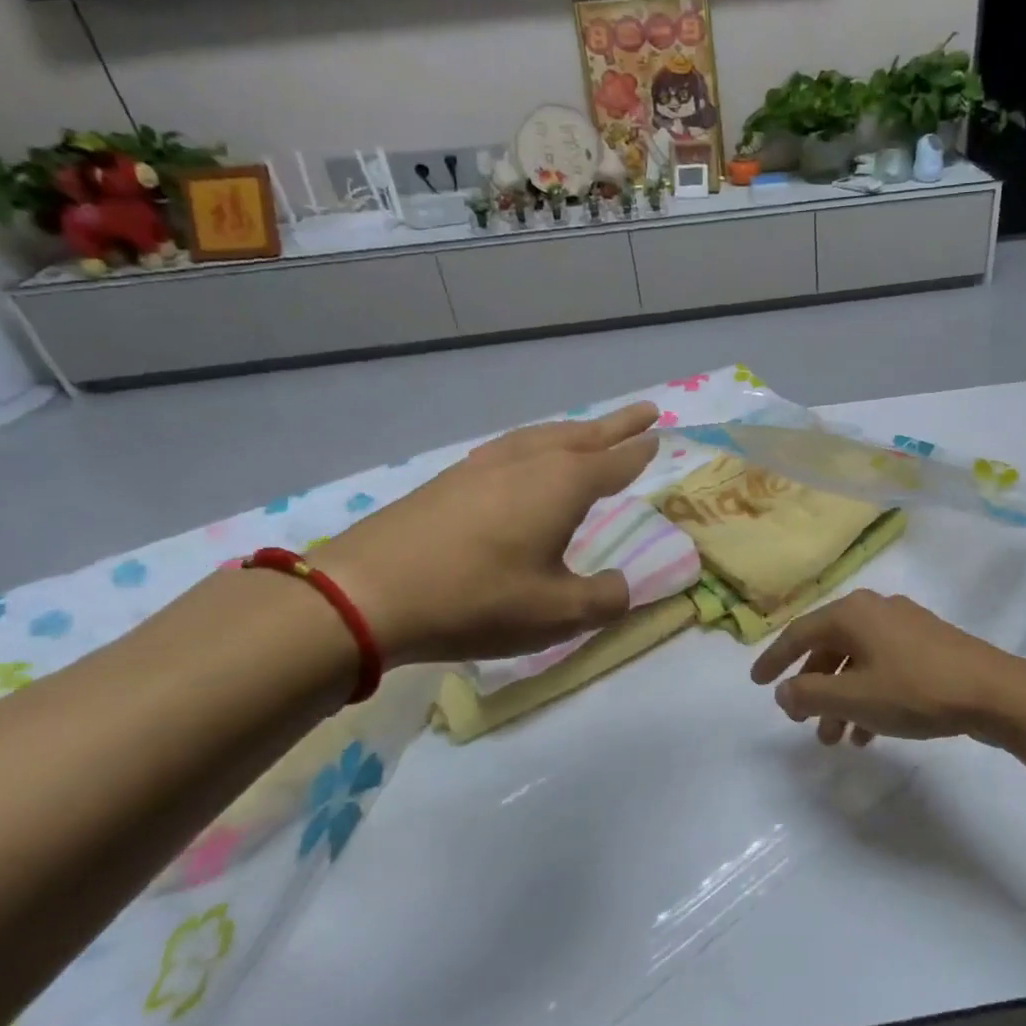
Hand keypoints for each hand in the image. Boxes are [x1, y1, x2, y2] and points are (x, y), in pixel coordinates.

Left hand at [312, 402, 660, 663]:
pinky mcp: (451, 479)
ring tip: (591, 433)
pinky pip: (513, 448)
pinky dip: (538, 445)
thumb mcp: (557, 613)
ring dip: (575, 432)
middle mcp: (528, 463)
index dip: (639, 451)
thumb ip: (605, 599)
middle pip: (583, 436)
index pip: (615, 461)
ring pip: (543, 436)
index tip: (658, 434)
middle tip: (644, 411)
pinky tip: (528, 460)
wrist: (367, 592)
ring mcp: (484, 466)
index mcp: (563, 485)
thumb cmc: (476, 599)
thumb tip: (622, 586)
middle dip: (616, 425)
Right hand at [750, 590, 1025, 745]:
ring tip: (836, 739)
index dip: (774, 660)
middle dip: (813, 689)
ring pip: (857, 662)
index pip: (799, 634)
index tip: (756, 683)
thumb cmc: (915, 690)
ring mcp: (904, 625)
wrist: (993, 691)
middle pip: (829, 648)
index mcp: (852, 613)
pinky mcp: (927, 644)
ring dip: (841, 699)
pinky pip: (883, 667)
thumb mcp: (853, 697)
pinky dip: (868, 696)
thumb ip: (809, 694)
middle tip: (802, 722)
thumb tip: (783, 691)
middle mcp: (875, 610)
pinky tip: (870, 733)